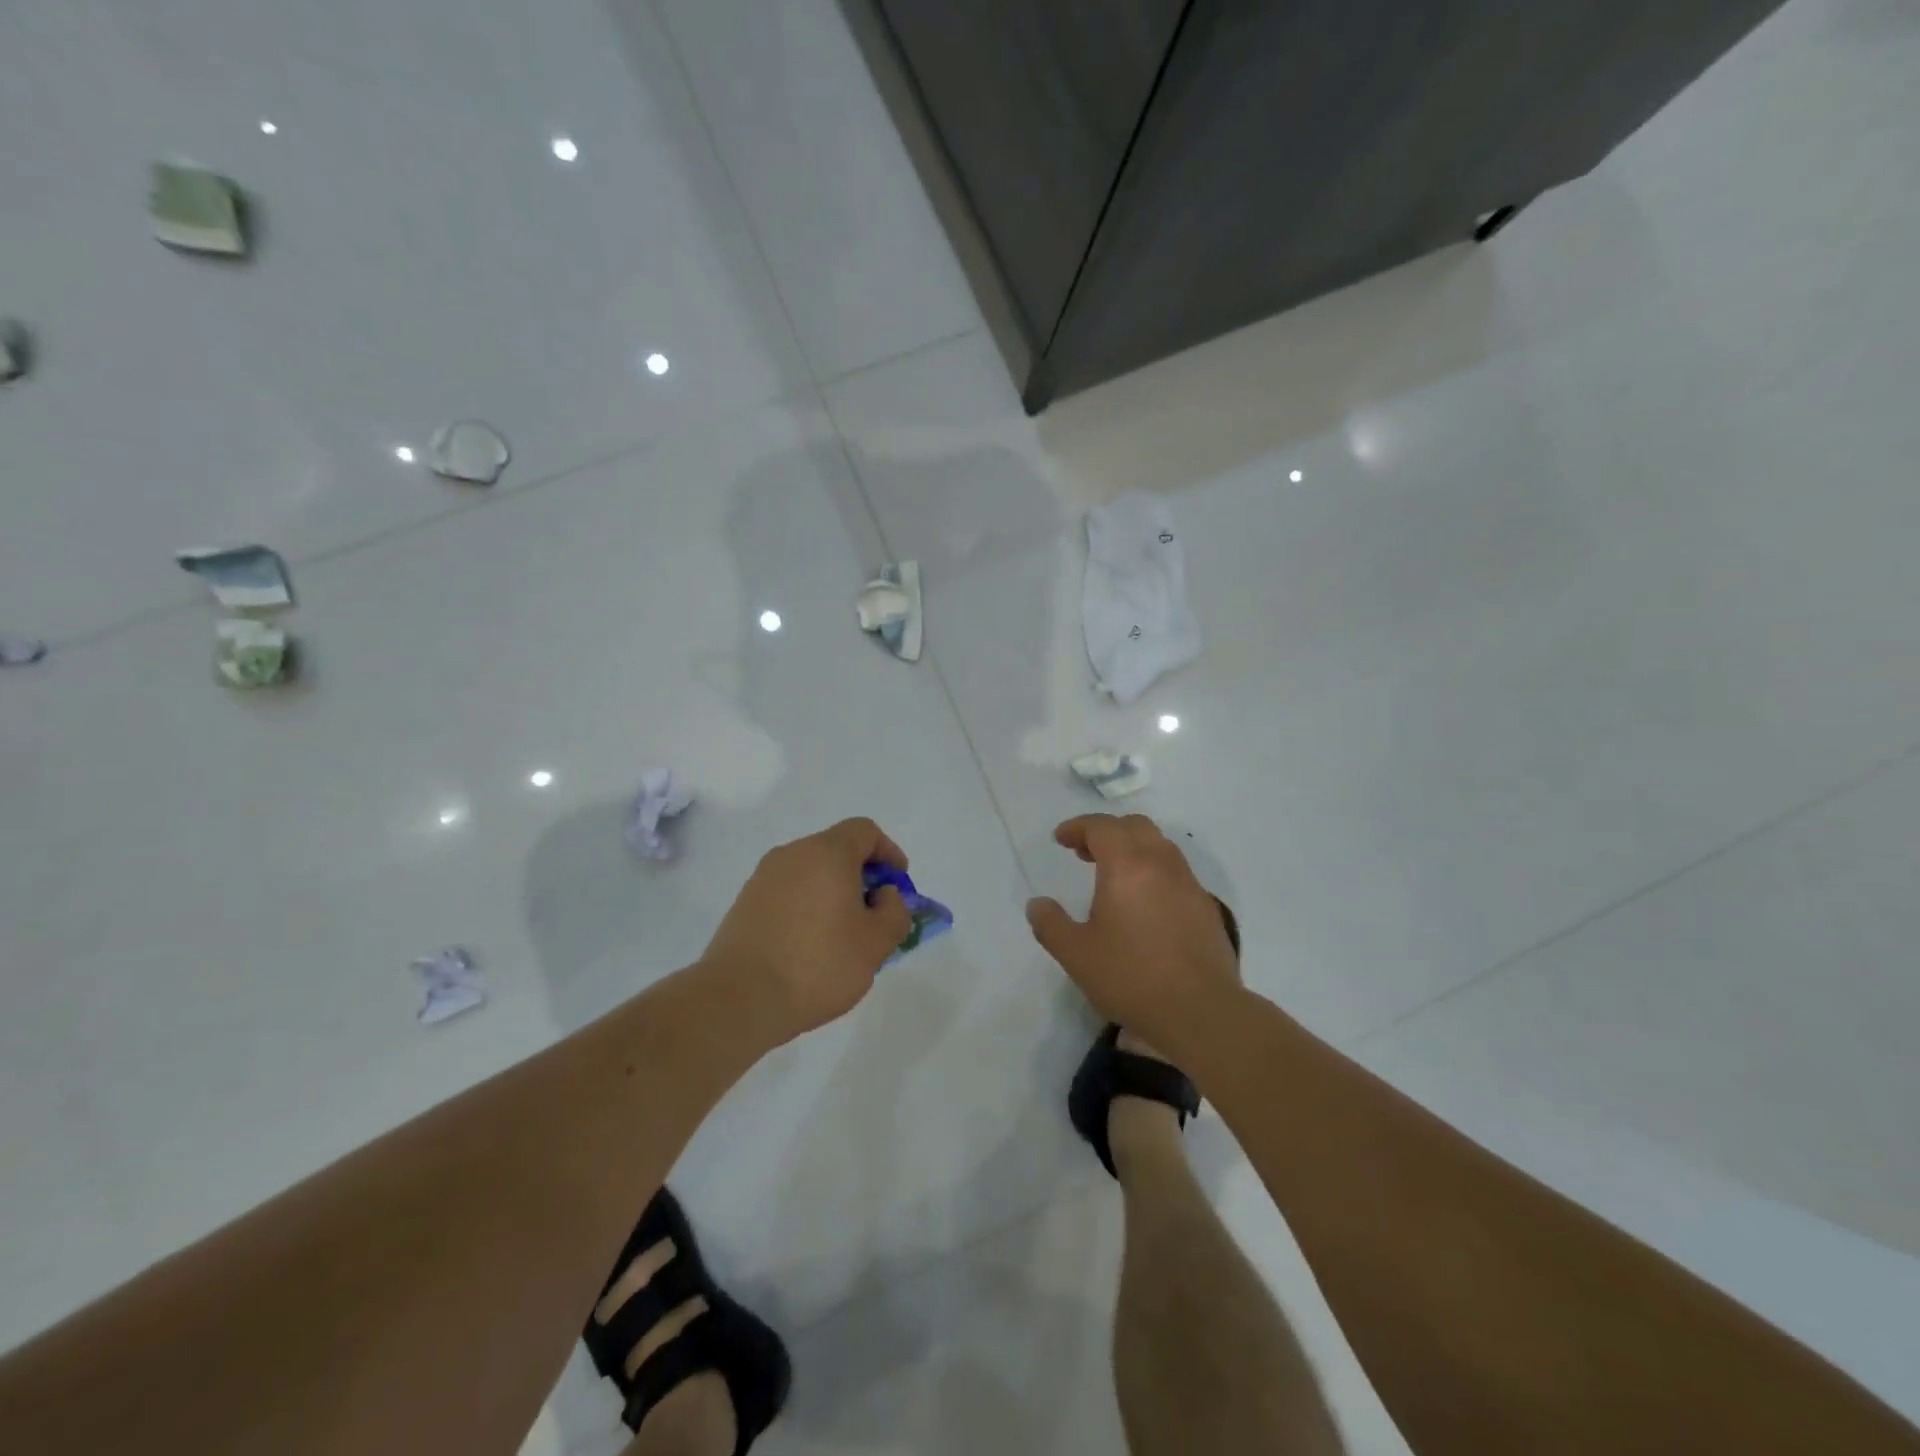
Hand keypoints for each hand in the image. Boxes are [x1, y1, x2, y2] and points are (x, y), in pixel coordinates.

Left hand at [702, 818, 912, 1041]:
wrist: (739, 998)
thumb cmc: (818, 964)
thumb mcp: (876, 943)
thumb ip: (895, 912)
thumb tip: (884, 896)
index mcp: (827, 853)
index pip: (865, 831)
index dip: (888, 852)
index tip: (897, 885)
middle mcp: (793, 854)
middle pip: (836, 850)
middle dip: (862, 877)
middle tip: (874, 916)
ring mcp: (763, 878)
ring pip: (810, 873)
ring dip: (833, 894)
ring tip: (842, 937)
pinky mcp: (745, 903)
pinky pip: (788, 893)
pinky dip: (806, 907)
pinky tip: (809, 947)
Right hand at [1026, 814, 1240, 1047]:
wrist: (1201, 1012)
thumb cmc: (1131, 978)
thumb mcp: (1076, 954)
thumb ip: (1051, 924)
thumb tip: (1038, 904)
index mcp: (1127, 866)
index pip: (1102, 827)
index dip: (1078, 827)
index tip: (1061, 839)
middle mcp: (1161, 864)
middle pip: (1134, 826)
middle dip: (1106, 831)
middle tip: (1084, 852)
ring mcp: (1189, 884)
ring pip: (1160, 846)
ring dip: (1133, 848)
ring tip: (1113, 875)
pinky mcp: (1206, 907)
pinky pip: (1176, 871)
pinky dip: (1154, 870)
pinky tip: (1145, 903)